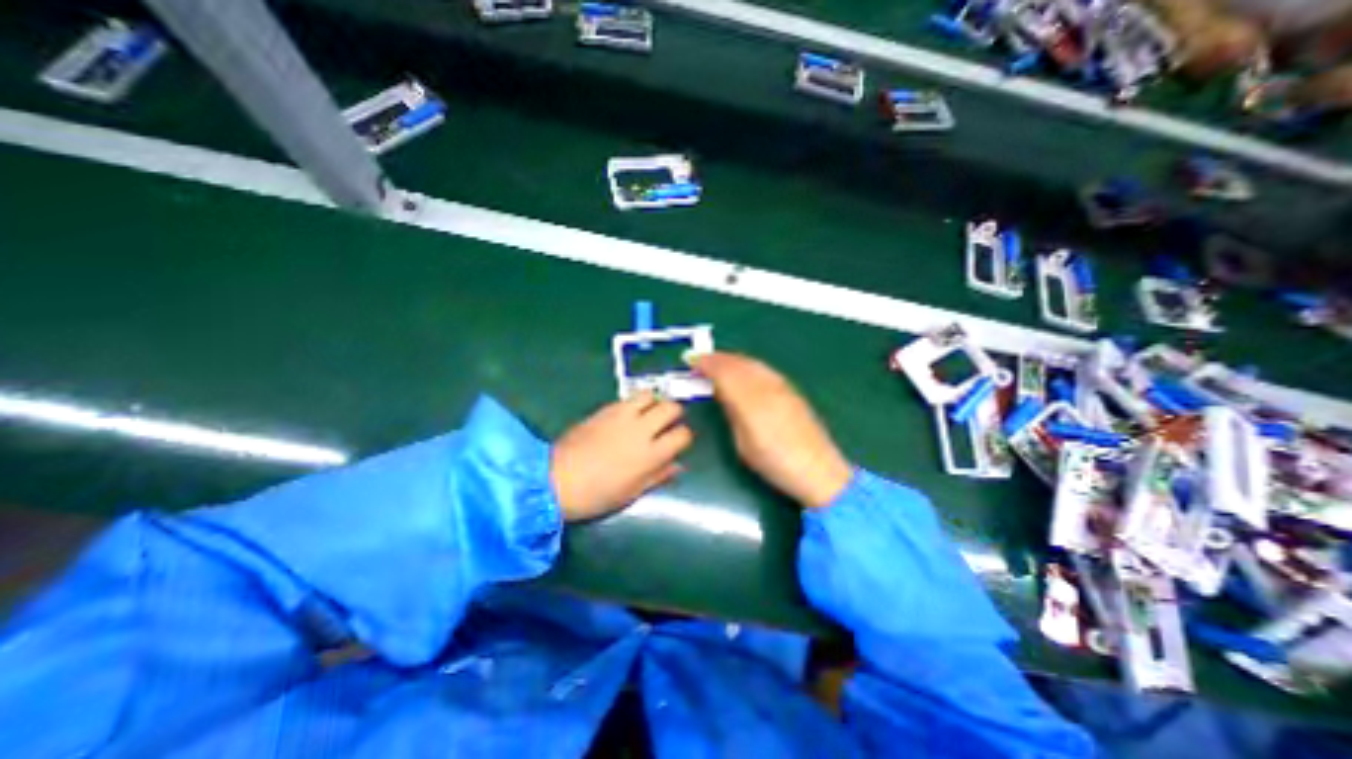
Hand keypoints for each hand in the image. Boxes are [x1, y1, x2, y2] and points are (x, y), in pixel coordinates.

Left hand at [552, 391, 689, 522]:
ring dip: (654, 402)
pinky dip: (634, 404)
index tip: (679, 441)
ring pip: (650, 395)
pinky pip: (627, 399)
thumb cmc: (597, 494)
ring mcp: (622, 416)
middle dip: (675, 413)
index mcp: (651, 454)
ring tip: (648, 414)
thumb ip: (658, 476)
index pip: (682, 434)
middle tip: (668, 422)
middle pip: (671, 408)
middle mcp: (641, 429)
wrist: (556, 479)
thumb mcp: (632, 492)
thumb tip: (677, 465)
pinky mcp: (605, 409)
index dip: (684, 436)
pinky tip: (627, 416)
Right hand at [689, 350, 847, 506]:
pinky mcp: (791, 389)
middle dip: (717, 358)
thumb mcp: (743, 443)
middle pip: (737, 363)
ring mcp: (781, 386)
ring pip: (751, 362)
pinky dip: (747, 364)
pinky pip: (763, 368)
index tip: (691, 361)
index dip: (706, 364)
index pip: (724, 372)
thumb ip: (732, 413)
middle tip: (701, 359)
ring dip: (731, 359)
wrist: (818, 470)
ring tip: (718, 362)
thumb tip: (722, 393)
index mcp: (750, 402)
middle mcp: (766, 387)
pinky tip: (743, 370)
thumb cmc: (775, 463)